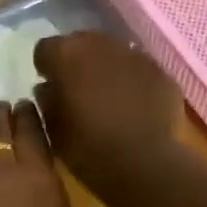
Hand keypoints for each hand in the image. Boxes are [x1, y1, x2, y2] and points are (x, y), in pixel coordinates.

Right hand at [33, 33, 185, 201]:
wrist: (143, 164)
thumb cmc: (87, 148)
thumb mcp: (52, 128)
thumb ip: (46, 100)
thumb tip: (48, 87)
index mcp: (67, 56)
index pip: (45, 48)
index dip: (45, 67)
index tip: (48, 85)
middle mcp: (101, 45)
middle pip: (81, 42)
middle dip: (75, 61)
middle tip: (76, 89)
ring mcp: (135, 55)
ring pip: (112, 52)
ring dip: (104, 68)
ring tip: (105, 96)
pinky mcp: (161, 71)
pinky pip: (138, 69)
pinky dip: (131, 80)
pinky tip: (131, 106)